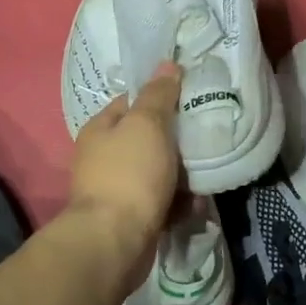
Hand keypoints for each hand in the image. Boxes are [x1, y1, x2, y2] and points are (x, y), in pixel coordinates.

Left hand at [66, 63, 183, 293]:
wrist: (115, 240)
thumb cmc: (130, 174)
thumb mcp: (147, 124)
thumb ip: (158, 95)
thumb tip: (167, 64)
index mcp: (100, 129)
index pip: (131, 103)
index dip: (160, 99)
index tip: (189, 101)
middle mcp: (102, 157)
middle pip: (147, 140)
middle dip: (176, 143)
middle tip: (203, 140)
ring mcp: (115, 190)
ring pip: (157, 173)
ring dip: (182, 177)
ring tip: (205, 178)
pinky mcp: (129, 218)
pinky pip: (160, 203)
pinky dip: (177, 204)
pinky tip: (194, 206)